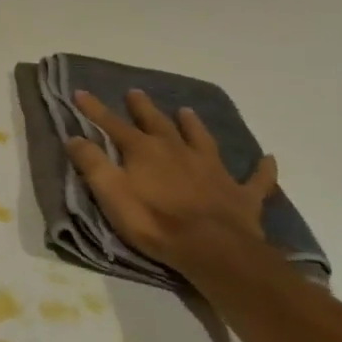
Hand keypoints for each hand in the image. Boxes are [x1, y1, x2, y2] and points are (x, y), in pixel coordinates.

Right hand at [66, 89, 277, 275]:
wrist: (213, 249)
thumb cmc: (154, 221)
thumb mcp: (111, 193)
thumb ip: (92, 163)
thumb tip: (74, 137)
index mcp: (144, 151)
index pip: (113, 124)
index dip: (94, 109)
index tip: (80, 92)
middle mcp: (178, 151)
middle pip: (158, 123)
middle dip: (143, 108)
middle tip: (135, 93)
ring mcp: (213, 170)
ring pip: (202, 140)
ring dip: (193, 125)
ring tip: (187, 111)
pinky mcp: (241, 194)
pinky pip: (255, 178)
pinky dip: (261, 168)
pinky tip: (267, 159)